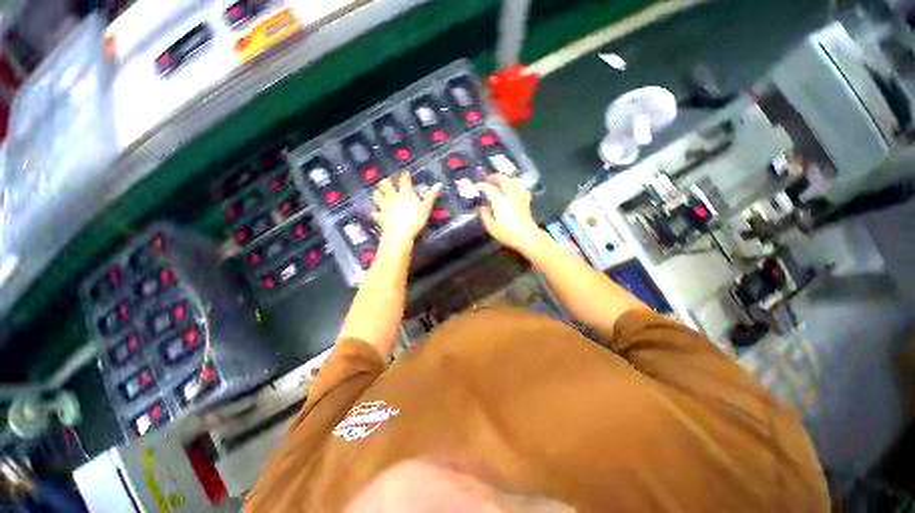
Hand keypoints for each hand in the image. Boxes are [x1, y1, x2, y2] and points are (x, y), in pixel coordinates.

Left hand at [372, 173, 441, 248]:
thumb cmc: (415, 220)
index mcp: (405, 193)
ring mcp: (384, 206)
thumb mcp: (426, 208)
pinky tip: (376, 211)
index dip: (405, 175)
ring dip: (377, 193)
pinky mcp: (379, 217)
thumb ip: (431, 196)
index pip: (404, 180)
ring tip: (380, 193)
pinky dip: (375, 211)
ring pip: (376, 195)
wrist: (400, 234)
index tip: (406, 173)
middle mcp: (392, 197)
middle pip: (385, 184)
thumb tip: (439, 184)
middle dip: (386, 181)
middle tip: (389, 182)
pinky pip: (374, 212)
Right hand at [476, 174, 544, 253]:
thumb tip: (482, 207)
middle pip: (503, 180)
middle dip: (495, 177)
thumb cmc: (508, 233)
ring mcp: (519, 197)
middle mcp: (510, 195)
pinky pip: (519, 188)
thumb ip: (485, 216)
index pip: (489, 188)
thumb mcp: (491, 227)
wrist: (527, 237)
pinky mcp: (525, 201)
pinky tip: (513, 189)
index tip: (476, 186)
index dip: (481, 185)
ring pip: (513, 181)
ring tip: (500, 181)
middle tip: (488, 178)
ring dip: (506, 179)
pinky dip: (514, 185)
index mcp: (499, 201)